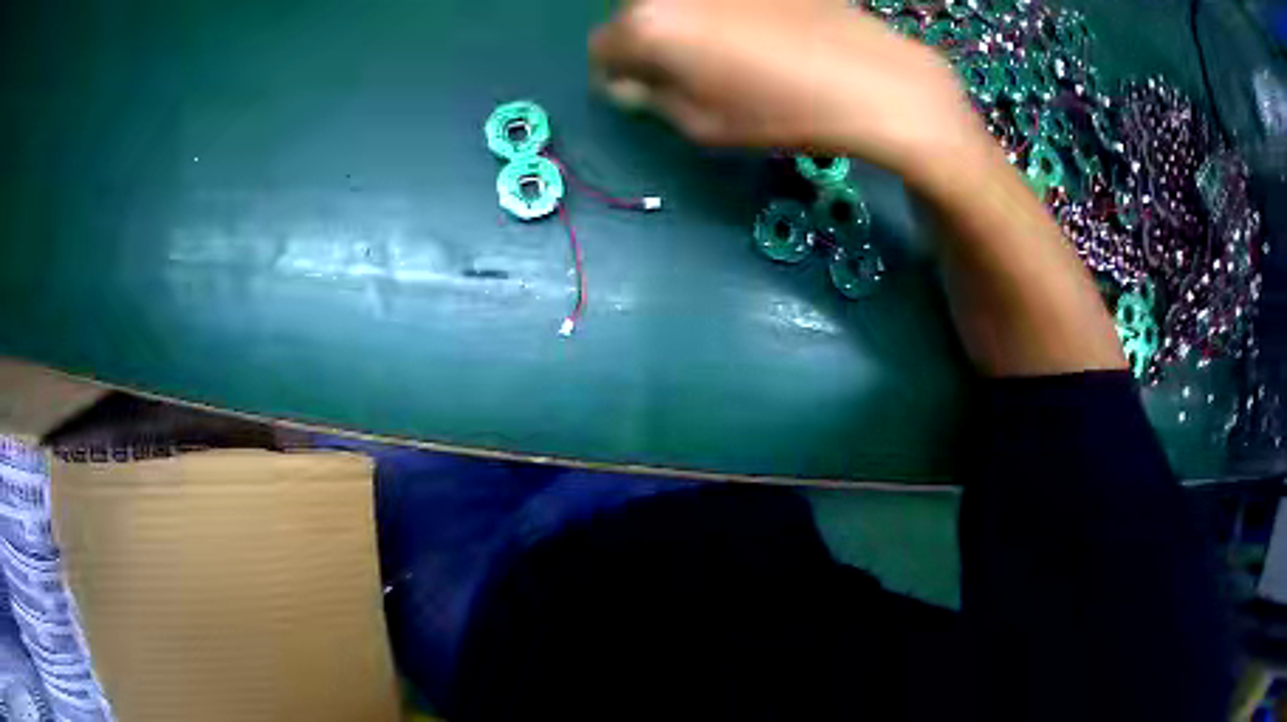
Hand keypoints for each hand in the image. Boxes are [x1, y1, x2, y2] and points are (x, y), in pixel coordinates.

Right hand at [590, 0, 993, 182]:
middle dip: (649, 42)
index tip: (643, 92)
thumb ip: (650, 98)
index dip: (618, 75)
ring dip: (685, 22)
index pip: (602, 47)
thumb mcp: (703, 125)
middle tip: (687, 72)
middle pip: (638, 14)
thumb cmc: (783, 111)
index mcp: (649, 24)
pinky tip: (759, 32)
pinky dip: (722, 11)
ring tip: (728, 51)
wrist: (873, 81)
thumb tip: (630, 82)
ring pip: (679, 1)